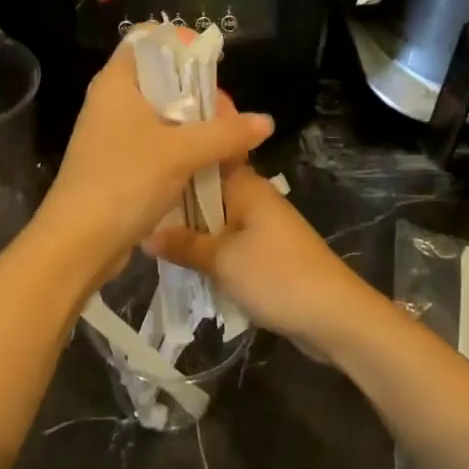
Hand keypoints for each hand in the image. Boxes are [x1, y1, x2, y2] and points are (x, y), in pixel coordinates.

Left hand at [34, 26, 273, 265]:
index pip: (148, 40)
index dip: (182, 45)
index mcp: (117, 82)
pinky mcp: (119, 164)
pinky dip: (182, 150)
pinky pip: (157, 145)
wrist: (78, 242)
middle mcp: (112, 102)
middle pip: (162, 79)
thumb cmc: (125, 180)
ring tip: (227, 142)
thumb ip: (226, 134)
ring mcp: (114, 135)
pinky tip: (208, 165)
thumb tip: (266, 122)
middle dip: (199, 94)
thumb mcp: (181, 153)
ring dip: (195, 127)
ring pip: (162, 116)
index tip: (214, 64)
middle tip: (229, 116)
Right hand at [144, 164, 373, 349]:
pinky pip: (225, 241)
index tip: (146, 151)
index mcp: (246, 186)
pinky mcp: (264, 252)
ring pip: (213, 218)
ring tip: (145, 228)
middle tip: (133, 199)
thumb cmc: (277, 277)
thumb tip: (146, 235)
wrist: (334, 317)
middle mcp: (253, 198)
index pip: (207, 155)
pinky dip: (205, 248)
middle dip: (175, 197)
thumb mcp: (222, 260)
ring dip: (188, 227)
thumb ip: (184, 244)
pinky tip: (178, 257)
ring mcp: (260, 226)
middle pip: (205, 189)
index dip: (180, 151)